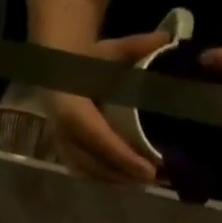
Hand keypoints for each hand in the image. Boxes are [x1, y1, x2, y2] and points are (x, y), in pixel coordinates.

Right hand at [41, 30, 169, 182]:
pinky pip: (83, 172)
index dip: (124, 157)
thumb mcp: (108, 51)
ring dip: (115, 180)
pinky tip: (124, 181)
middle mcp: (61, 131)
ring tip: (142, 183)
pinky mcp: (62, 151)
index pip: (100, 139)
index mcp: (70, 106)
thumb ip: (135, 47)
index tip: (149, 170)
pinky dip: (104, 179)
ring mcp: (60, 144)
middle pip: (94, 163)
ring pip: (88, 172)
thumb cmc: (84, 61)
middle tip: (153, 179)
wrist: (53, 68)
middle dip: (124, 174)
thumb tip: (168, 39)